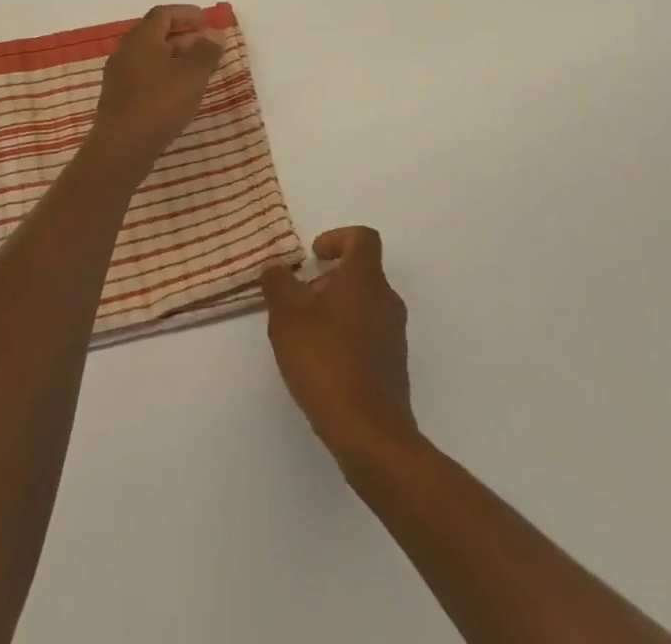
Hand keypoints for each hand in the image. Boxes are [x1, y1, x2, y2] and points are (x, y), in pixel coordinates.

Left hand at [84, 4, 223, 172]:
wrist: (121, 149)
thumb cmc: (159, 104)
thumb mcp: (191, 76)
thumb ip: (206, 52)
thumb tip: (214, 34)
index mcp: (141, 39)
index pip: (163, 14)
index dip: (186, 14)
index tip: (207, 21)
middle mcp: (126, 52)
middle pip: (156, 34)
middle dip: (184, 37)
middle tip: (208, 47)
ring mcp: (119, 76)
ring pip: (151, 57)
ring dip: (175, 58)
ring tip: (198, 71)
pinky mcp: (119, 98)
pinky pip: (145, 76)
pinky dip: (164, 75)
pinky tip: (179, 93)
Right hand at [261, 227, 418, 466]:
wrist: (369, 433)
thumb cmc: (326, 359)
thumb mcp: (287, 315)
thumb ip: (278, 283)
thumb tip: (276, 267)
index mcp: (365, 278)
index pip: (362, 238)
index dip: (337, 238)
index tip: (314, 256)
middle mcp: (386, 300)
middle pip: (360, 272)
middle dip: (328, 280)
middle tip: (298, 299)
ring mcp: (394, 334)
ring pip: (363, 304)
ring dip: (335, 309)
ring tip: (304, 334)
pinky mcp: (393, 366)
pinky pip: (368, 334)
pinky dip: (345, 336)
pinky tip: (321, 363)